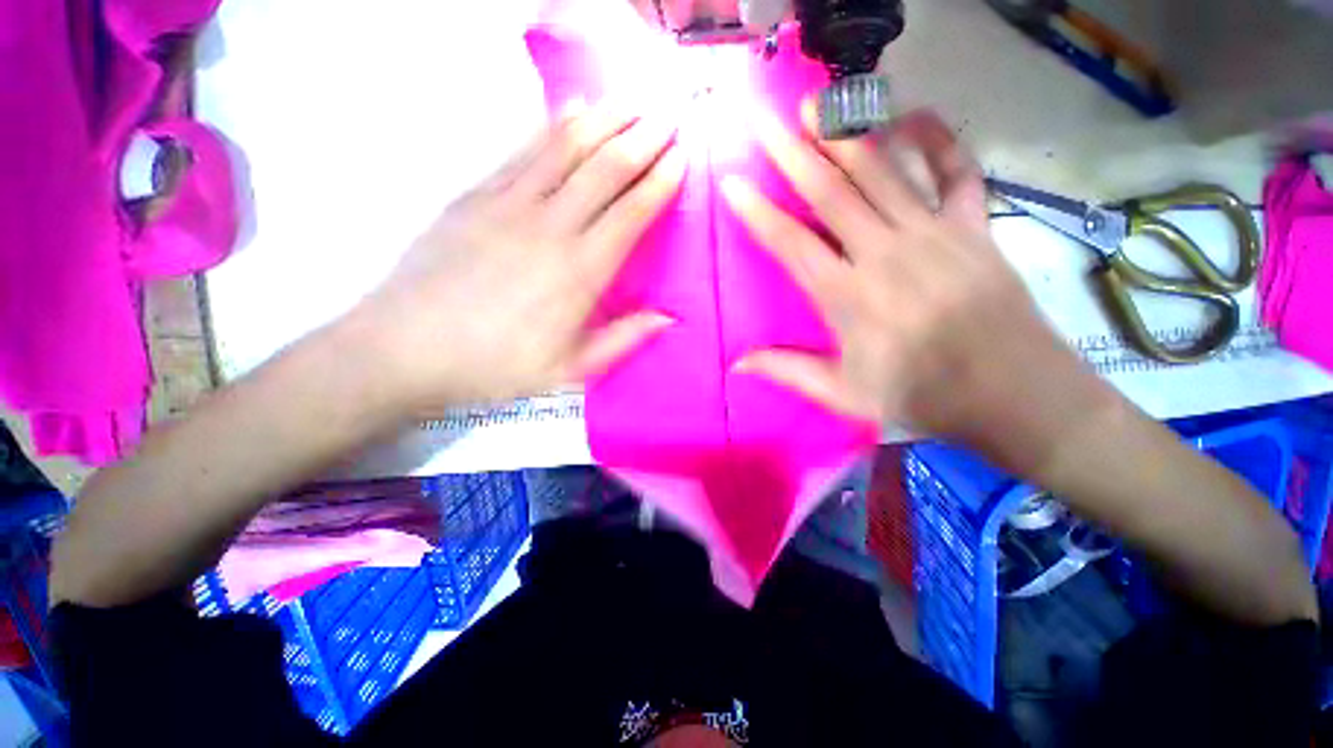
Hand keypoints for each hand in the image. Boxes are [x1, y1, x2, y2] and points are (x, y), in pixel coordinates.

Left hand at [349, 101, 684, 415]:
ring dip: (605, 120)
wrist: (405, 349)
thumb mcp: (570, 369)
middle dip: (643, 138)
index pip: (631, 214)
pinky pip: (523, 150)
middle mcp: (551, 228)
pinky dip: (553, 125)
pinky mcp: (476, 195)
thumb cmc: (495, 365)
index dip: (660, 182)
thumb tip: (667, 318)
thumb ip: (622, 340)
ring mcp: (510, 204)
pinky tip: (573, 108)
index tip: (682, 157)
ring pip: (567, 148)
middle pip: (605, 170)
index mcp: (581, 273)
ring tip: (633, 100)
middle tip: (669, 115)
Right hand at [722, 106, 1096, 454]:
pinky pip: (956, 170)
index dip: (757, 212)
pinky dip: (937, 138)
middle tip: (762, 116)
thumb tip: (738, 362)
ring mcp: (933, 232)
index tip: (732, 181)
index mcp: (848, 297)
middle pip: (829, 192)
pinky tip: (913, 115)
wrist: (1014, 392)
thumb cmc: (921, 396)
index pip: (791, 243)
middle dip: (790, 151)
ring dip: (844, 132)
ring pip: (881, 170)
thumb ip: (788, 372)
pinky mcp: (974, 225)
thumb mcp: (845, 395)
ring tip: (816, 102)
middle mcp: (885, 253)